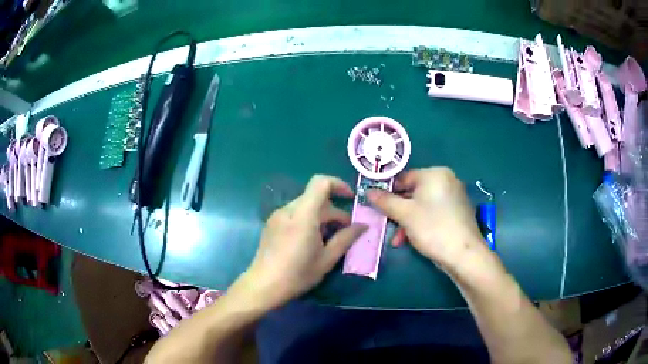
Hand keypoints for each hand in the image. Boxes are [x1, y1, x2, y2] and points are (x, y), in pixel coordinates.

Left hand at [245, 175, 366, 307]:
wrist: (263, 285)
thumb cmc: (297, 274)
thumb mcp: (327, 259)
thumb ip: (346, 238)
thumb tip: (363, 225)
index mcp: (303, 215)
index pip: (320, 183)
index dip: (338, 184)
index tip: (351, 198)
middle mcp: (288, 210)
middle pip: (315, 197)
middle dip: (334, 210)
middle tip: (346, 230)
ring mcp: (277, 216)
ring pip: (305, 206)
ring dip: (321, 216)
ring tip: (329, 238)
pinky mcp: (272, 224)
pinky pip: (295, 214)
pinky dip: (308, 219)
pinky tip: (311, 240)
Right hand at [367, 167, 486, 270]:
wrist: (464, 254)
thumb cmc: (433, 228)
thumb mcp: (405, 214)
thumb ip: (385, 201)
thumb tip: (368, 191)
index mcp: (435, 173)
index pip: (404, 177)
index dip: (388, 192)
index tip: (377, 206)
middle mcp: (447, 180)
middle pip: (413, 192)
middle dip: (398, 211)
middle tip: (387, 225)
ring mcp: (455, 196)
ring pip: (423, 205)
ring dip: (408, 221)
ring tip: (398, 239)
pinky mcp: (458, 211)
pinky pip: (434, 212)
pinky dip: (422, 222)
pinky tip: (413, 238)